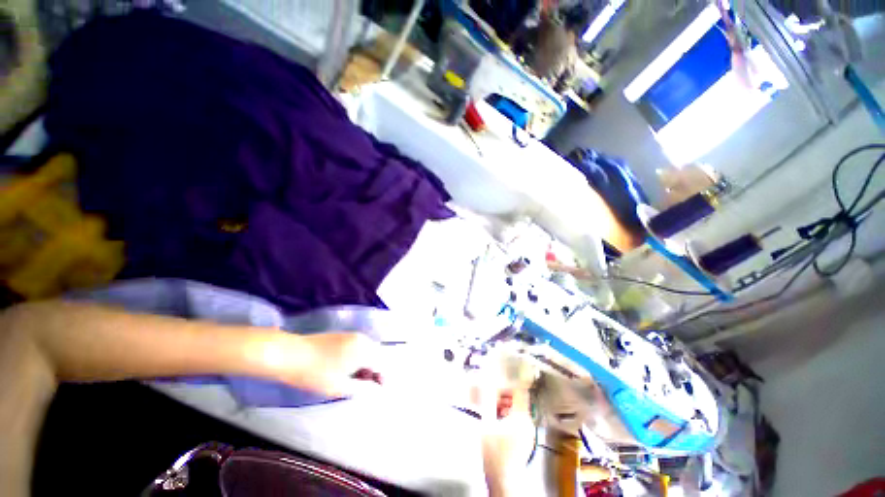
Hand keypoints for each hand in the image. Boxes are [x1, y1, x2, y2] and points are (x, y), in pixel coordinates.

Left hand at [276, 333, 383, 397]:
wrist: (290, 354)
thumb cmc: (316, 373)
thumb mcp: (340, 387)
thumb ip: (363, 388)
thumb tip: (376, 389)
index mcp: (365, 349)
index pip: (382, 363)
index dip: (382, 377)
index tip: (378, 390)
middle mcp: (362, 338)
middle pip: (376, 355)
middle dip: (373, 371)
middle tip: (364, 386)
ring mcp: (351, 335)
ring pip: (366, 350)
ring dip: (365, 364)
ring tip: (353, 380)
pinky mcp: (341, 335)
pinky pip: (357, 346)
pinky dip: (356, 357)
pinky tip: (344, 368)